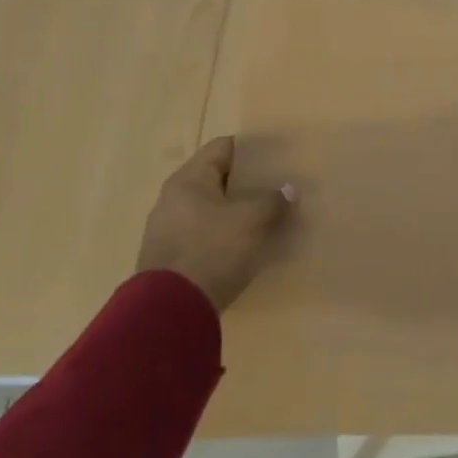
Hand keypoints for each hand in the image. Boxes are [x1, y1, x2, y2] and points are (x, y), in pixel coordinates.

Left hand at [136, 136, 297, 311]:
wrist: (170, 310)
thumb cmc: (212, 249)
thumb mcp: (252, 220)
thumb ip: (273, 200)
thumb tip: (288, 189)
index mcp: (189, 180)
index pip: (224, 147)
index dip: (252, 147)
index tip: (278, 154)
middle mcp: (174, 199)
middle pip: (218, 179)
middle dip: (249, 182)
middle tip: (280, 185)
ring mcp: (170, 230)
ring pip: (214, 209)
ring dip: (240, 211)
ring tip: (271, 215)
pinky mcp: (173, 258)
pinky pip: (207, 235)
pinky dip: (229, 234)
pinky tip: (251, 244)